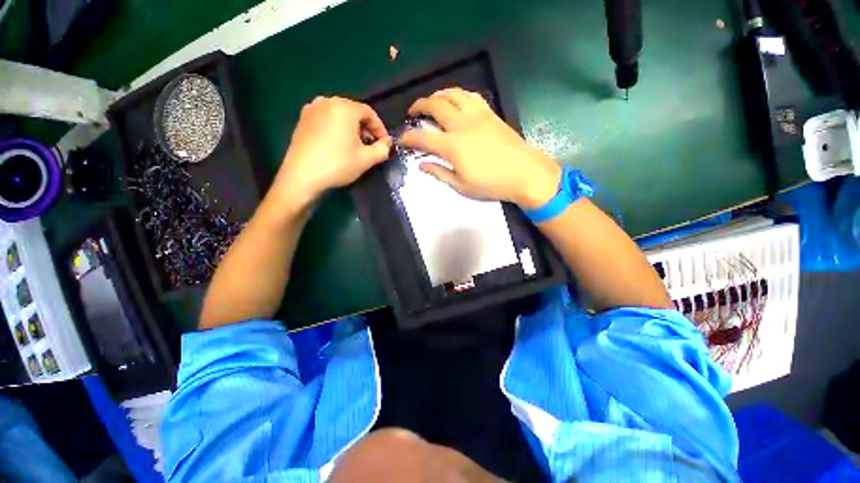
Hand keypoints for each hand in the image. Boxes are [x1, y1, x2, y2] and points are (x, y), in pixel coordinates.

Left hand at [272, 97, 391, 210]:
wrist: (302, 176)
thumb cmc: (338, 165)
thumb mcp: (367, 159)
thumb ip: (383, 149)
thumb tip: (388, 142)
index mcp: (344, 107)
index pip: (369, 112)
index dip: (380, 128)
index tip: (384, 144)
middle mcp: (327, 101)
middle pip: (354, 111)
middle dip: (366, 128)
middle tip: (371, 146)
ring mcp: (312, 109)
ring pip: (340, 115)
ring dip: (352, 129)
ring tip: (355, 147)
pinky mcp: (302, 119)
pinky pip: (327, 119)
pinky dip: (337, 129)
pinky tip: (338, 145)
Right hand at [399, 87, 560, 208]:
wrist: (524, 173)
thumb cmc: (491, 184)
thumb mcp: (461, 186)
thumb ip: (440, 173)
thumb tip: (422, 165)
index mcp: (452, 146)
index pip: (422, 137)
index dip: (408, 137)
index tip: (401, 138)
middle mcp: (462, 125)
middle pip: (435, 106)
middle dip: (419, 106)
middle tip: (412, 112)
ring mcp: (477, 115)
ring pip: (453, 94)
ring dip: (438, 95)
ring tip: (431, 102)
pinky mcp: (490, 113)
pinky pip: (470, 96)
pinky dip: (458, 95)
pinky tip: (456, 101)